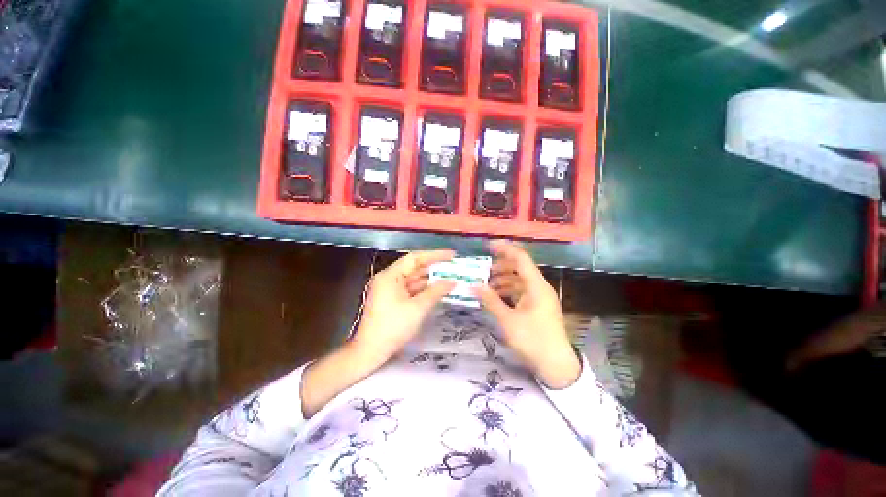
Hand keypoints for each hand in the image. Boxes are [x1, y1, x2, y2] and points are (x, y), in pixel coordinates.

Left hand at [352, 250, 456, 363]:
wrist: (370, 352)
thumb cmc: (393, 327)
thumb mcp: (418, 308)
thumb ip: (436, 292)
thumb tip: (452, 282)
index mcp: (390, 276)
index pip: (415, 258)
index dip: (434, 255)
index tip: (451, 255)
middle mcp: (389, 279)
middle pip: (414, 268)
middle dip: (434, 268)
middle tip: (453, 268)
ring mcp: (389, 290)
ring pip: (413, 279)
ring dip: (430, 280)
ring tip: (450, 278)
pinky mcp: (392, 300)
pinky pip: (410, 290)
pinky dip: (424, 290)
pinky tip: (437, 291)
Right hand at [476, 240, 580, 388]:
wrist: (556, 365)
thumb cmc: (533, 340)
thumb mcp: (508, 320)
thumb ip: (491, 300)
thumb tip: (473, 285)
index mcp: (536, 286)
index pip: (521, 258)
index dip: (505, 249)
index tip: (488, 246)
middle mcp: (539, 287)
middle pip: (519, 268)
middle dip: (500, 266)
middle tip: (482, 270)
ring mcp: (539, 297)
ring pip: (519, 280)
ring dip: (502, 279)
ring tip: (485, 284)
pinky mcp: (537, 306)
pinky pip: (520, 291)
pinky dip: (507, 291)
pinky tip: (495, 296)